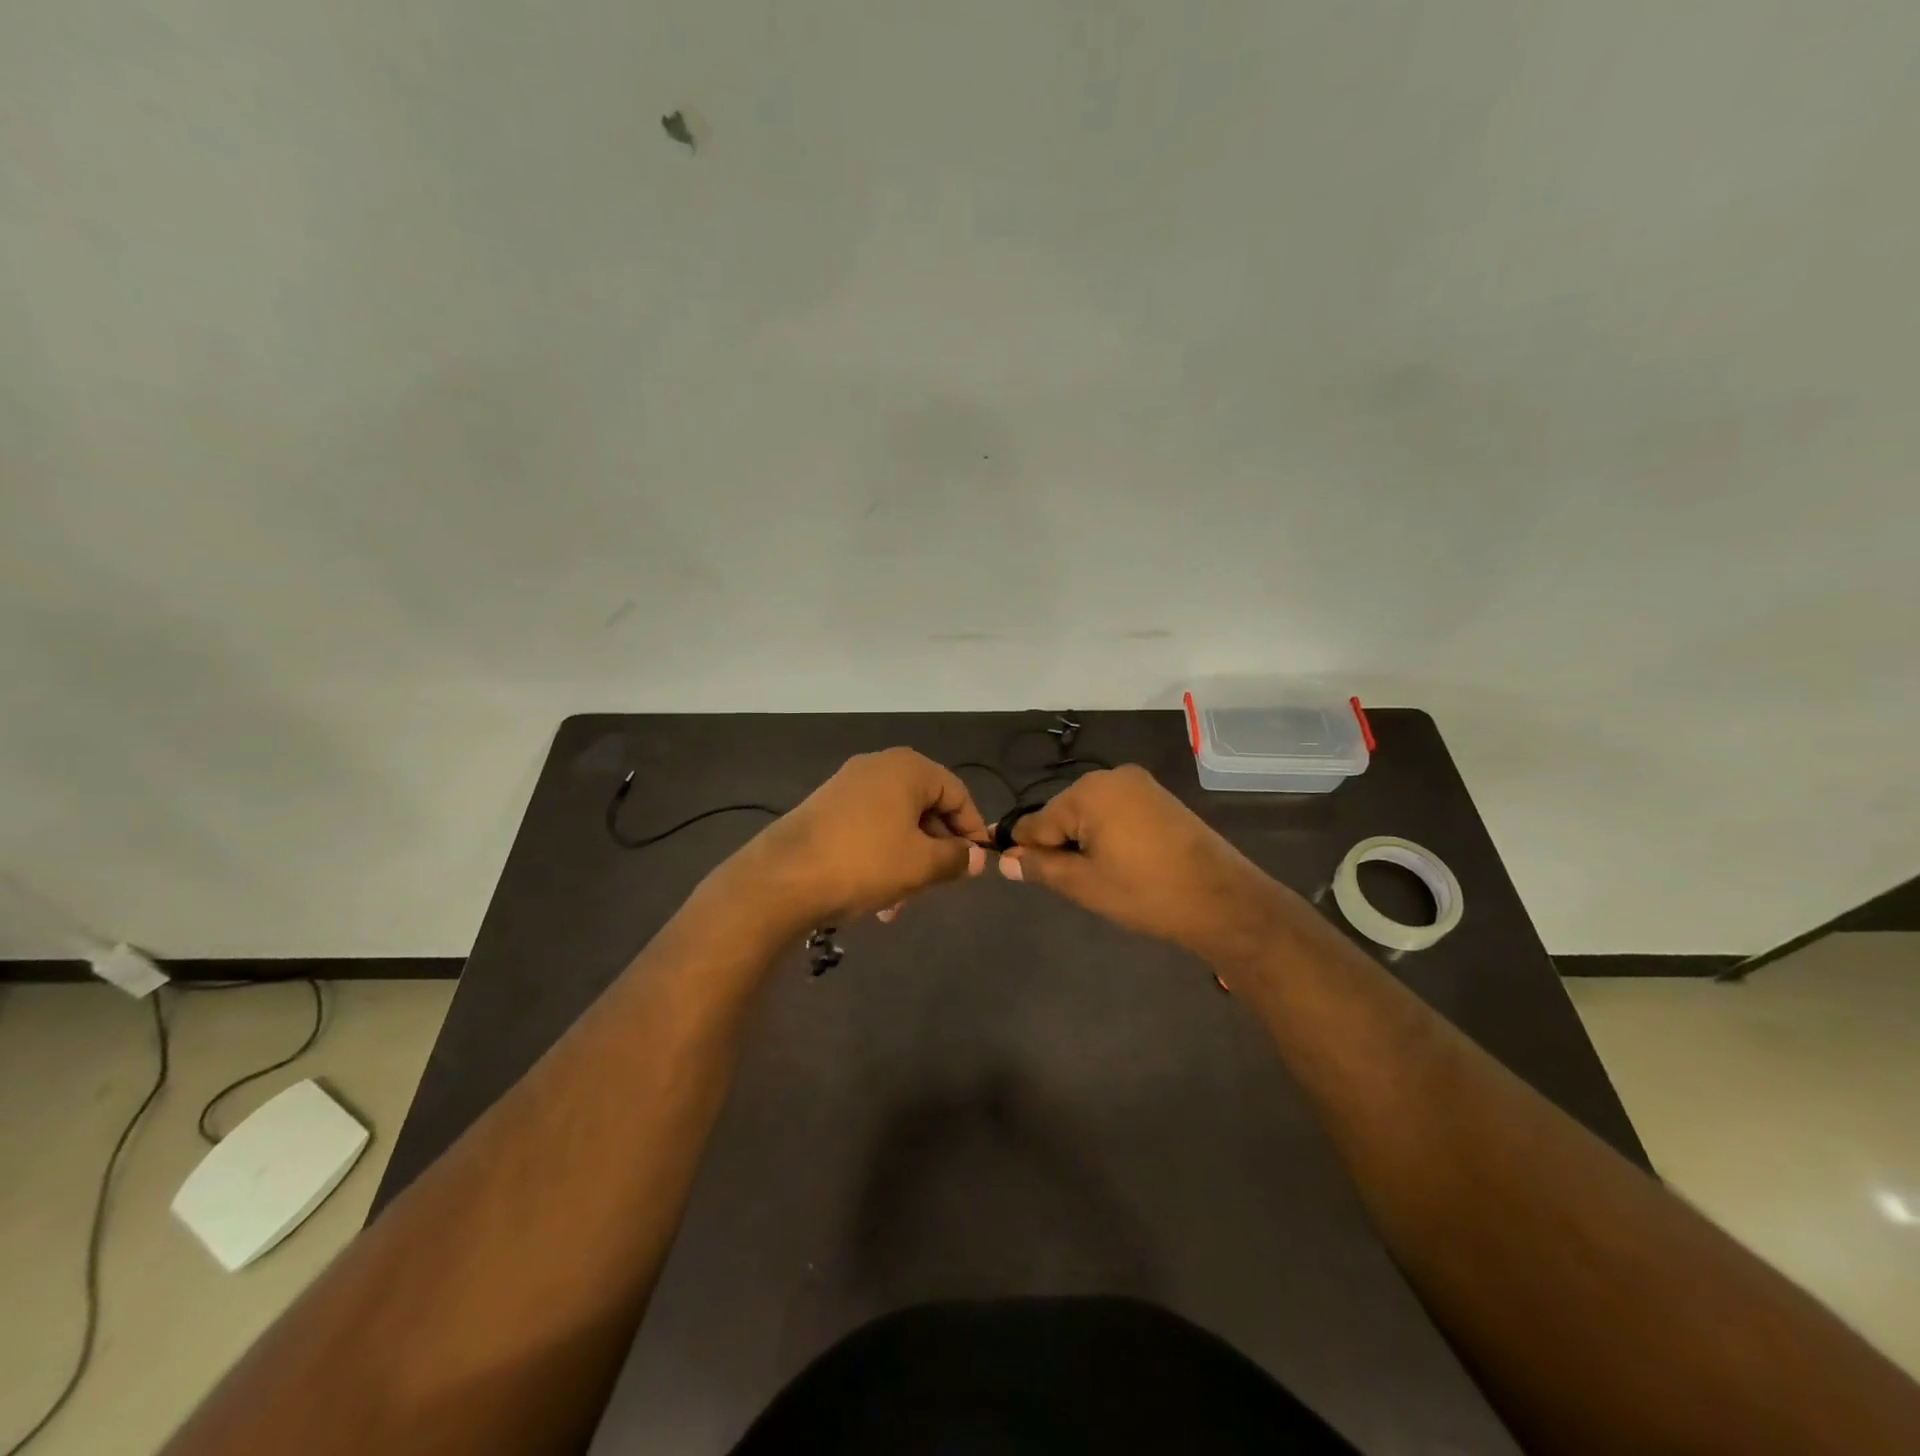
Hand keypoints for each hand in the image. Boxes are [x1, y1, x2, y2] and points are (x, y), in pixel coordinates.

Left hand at [733, 748, 989, 930]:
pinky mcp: (825, 808)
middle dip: (936, 850)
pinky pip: (869, 828)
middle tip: (941, 885)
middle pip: (925, 807)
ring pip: (896, 823)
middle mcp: (878, 766)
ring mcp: (847, 785)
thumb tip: (976, 858)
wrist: (782, 878)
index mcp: (907, 768)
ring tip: (900, 905)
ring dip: (908, 861)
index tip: (977, 863)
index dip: (972, 829)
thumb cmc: (864, 863)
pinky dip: (881, 857)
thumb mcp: (921, 865)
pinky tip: (876, 895)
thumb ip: (956, 858)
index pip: (957, 793)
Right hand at [998, 765, 1282, 964]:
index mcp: (1088, 792)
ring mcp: (1139, 784)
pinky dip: (1107, 834)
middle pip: (1063, 813)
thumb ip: (1040, 867)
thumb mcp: (1084, 884)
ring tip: (1098, 877)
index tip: (1008, 868)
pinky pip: (1116, 811)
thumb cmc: (1145, 892)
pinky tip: (1119, 862)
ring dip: (1083, 841)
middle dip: (1059, 844)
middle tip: (1071, 883)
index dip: (1022, 847)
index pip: (1037, 821)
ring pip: (1090, 813)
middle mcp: (1111, 777)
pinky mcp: (1158, 797)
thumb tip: (1005, 860)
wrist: (1221, 899)